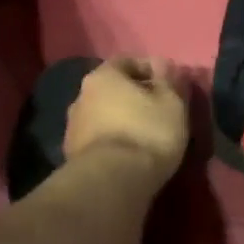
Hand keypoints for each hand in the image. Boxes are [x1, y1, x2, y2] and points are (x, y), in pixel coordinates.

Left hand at [63, 57, 189, 190]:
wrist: (113, 181)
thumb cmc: (147, 132)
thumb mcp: (172, 102)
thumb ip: (169, 79)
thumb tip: (163, 64)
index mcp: (103, 76)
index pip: (127, 61)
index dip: (150, 69)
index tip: (169, 85)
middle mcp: (80, 96)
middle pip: (111, 89)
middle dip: (133, 96)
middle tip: (157, 110)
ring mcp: (72, 127)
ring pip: (102, 115)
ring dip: (121, 120)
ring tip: (144, 136)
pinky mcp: (71, 156)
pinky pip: (98, 140)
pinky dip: (112, 142)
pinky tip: (128, 155)